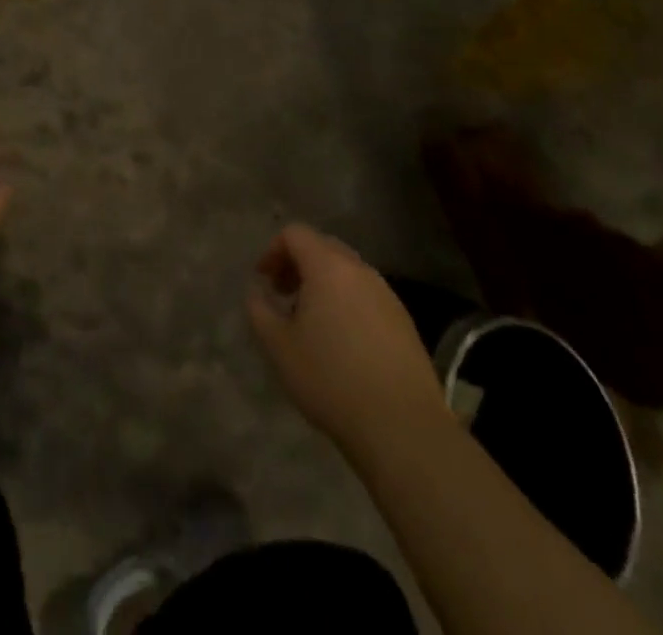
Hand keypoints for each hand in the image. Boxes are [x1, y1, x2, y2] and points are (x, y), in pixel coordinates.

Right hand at [247, 224, 450, 455]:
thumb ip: (259, 310)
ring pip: (347, 272)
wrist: (404, 428)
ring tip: (311, 322)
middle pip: (323, 247)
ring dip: (323, 284)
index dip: (272, 251)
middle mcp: (360, 271)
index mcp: (328, 267)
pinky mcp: (405, 322)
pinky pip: (367, 296)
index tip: (263, 281)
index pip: (295, 234)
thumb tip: (257, 292)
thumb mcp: (279, 347)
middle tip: (283, 295)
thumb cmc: (332, 380)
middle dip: (298, 264)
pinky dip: (346, 303)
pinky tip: (342, 343)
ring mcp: (387, 295)